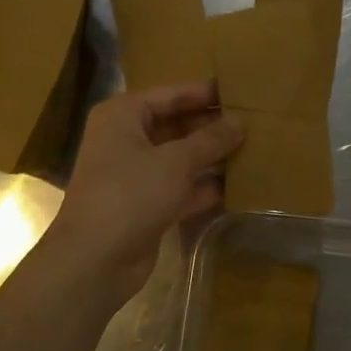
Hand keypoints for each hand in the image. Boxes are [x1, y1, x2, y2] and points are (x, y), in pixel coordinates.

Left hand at [44, 82, 242, 300]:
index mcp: (122, 116)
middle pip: (175, 126)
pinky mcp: (146, 206)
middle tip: (252, 122)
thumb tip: (240, 121)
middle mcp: (125, 141)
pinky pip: (181, 188)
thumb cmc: (131, 194)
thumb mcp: (176, 161)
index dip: (203, 93)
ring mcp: (135, 175)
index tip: (238, 91)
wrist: (96, 260)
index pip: (169, 95)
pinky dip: (204, 187)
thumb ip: (210, 140)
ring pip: (180, 159)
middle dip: (211, 127)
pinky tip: (239, 185)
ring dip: (211, 157)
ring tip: (253, 149)